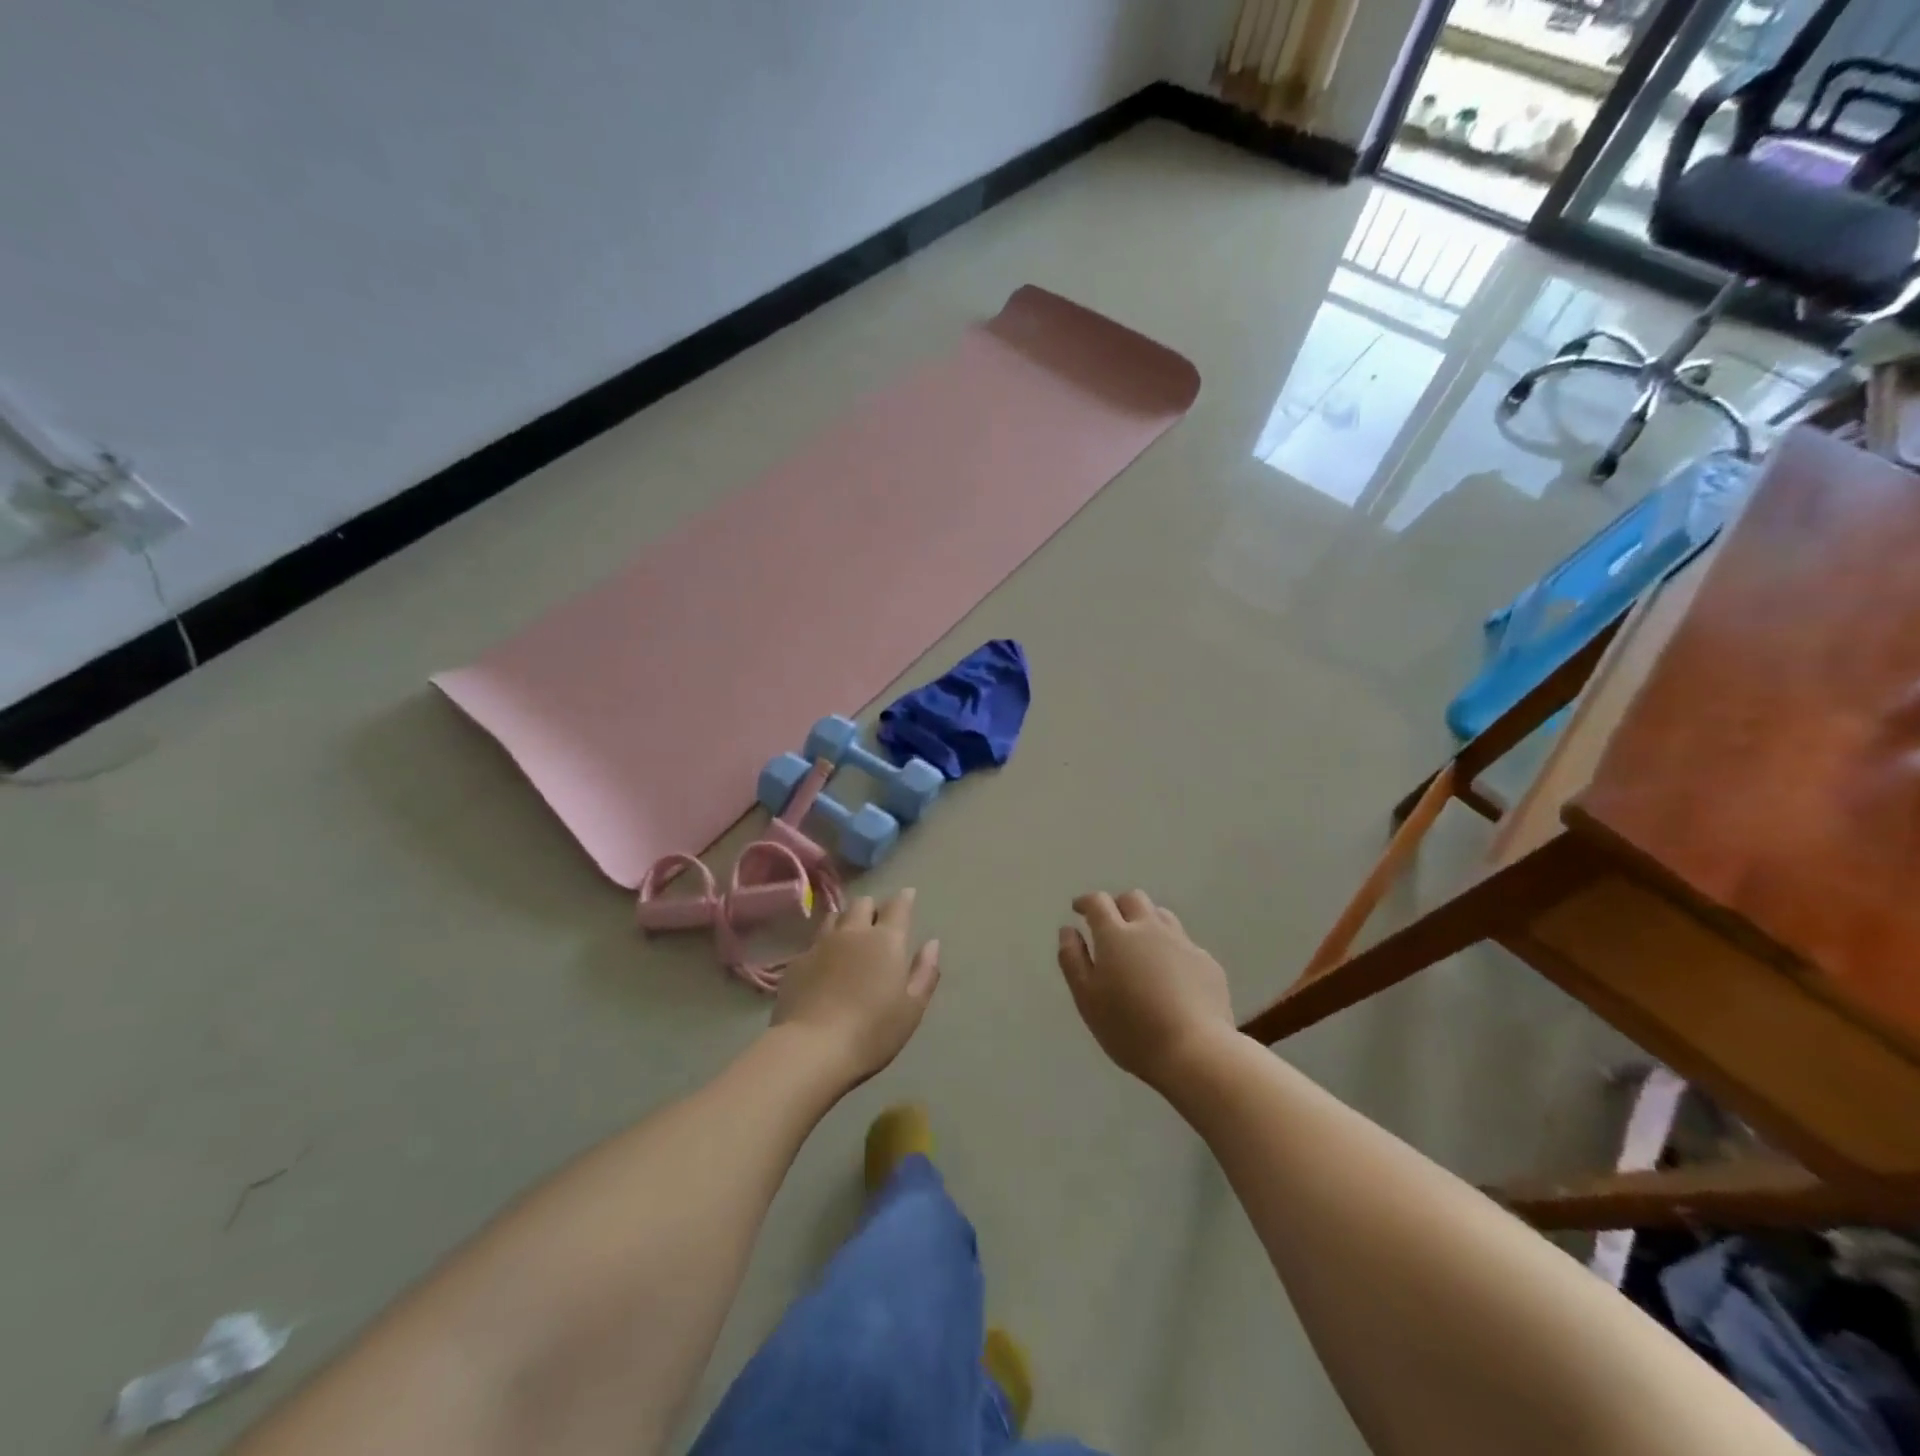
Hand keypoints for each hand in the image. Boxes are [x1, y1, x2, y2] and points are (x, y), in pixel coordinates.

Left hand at [773, 890, 940, 1086]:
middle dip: (873, 907)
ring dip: (846, 920)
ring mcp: (821, 944)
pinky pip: (814, 942)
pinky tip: (824, 962)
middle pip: (863, 904)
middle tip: (878, 921)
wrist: (812, 1048)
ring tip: (849, 934)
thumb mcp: (912, 1008)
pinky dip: (824, 945)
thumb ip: (925, 972)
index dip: (904, 898)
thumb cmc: (872, 1031)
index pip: (898, 906)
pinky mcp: (797, 962)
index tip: (908, 895)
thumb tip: (932, 943)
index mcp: (886, 940)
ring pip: (835, 917)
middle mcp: (853, 933)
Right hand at [1058, 890, 1234, 1090]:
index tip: (1078, 909)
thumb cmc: (1130, 1028)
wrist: (1196, 1051)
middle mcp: (1150, 929)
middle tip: (1109, 925)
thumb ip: (1073, 960)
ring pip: (1161, 916)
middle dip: (1118, 905)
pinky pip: (1184, 944)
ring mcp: (1182, 943)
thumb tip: (1068, 930)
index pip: (1098, 902)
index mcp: (1116, 935)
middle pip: (1133, 899)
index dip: (1086, 902)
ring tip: (1140, 945)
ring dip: (1146, 922)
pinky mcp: (1207, 962)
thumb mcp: (1087, 999)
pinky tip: (1171, 975)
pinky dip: (1170, 949)